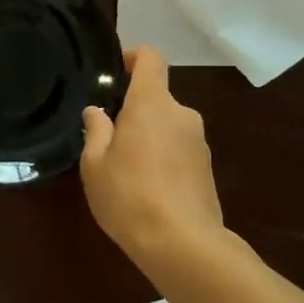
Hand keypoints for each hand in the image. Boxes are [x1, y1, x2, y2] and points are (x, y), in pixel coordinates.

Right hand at [81, 47, 222, 262]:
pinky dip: (165, 158)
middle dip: (135, 111)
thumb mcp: (95, 165)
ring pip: (169, 126)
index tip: (116, 70)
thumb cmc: (129, 196)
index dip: (133, 57)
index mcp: (152, 103)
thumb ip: (96, 131)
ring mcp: (199, 141)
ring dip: (150, 137)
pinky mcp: (208, 168)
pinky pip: (180, 149)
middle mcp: (181, 113)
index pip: (150, 58)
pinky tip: (149, 189)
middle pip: (157, 97)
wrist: (183, 244)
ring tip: (128, 170)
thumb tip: (97, 112)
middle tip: (110, 139)